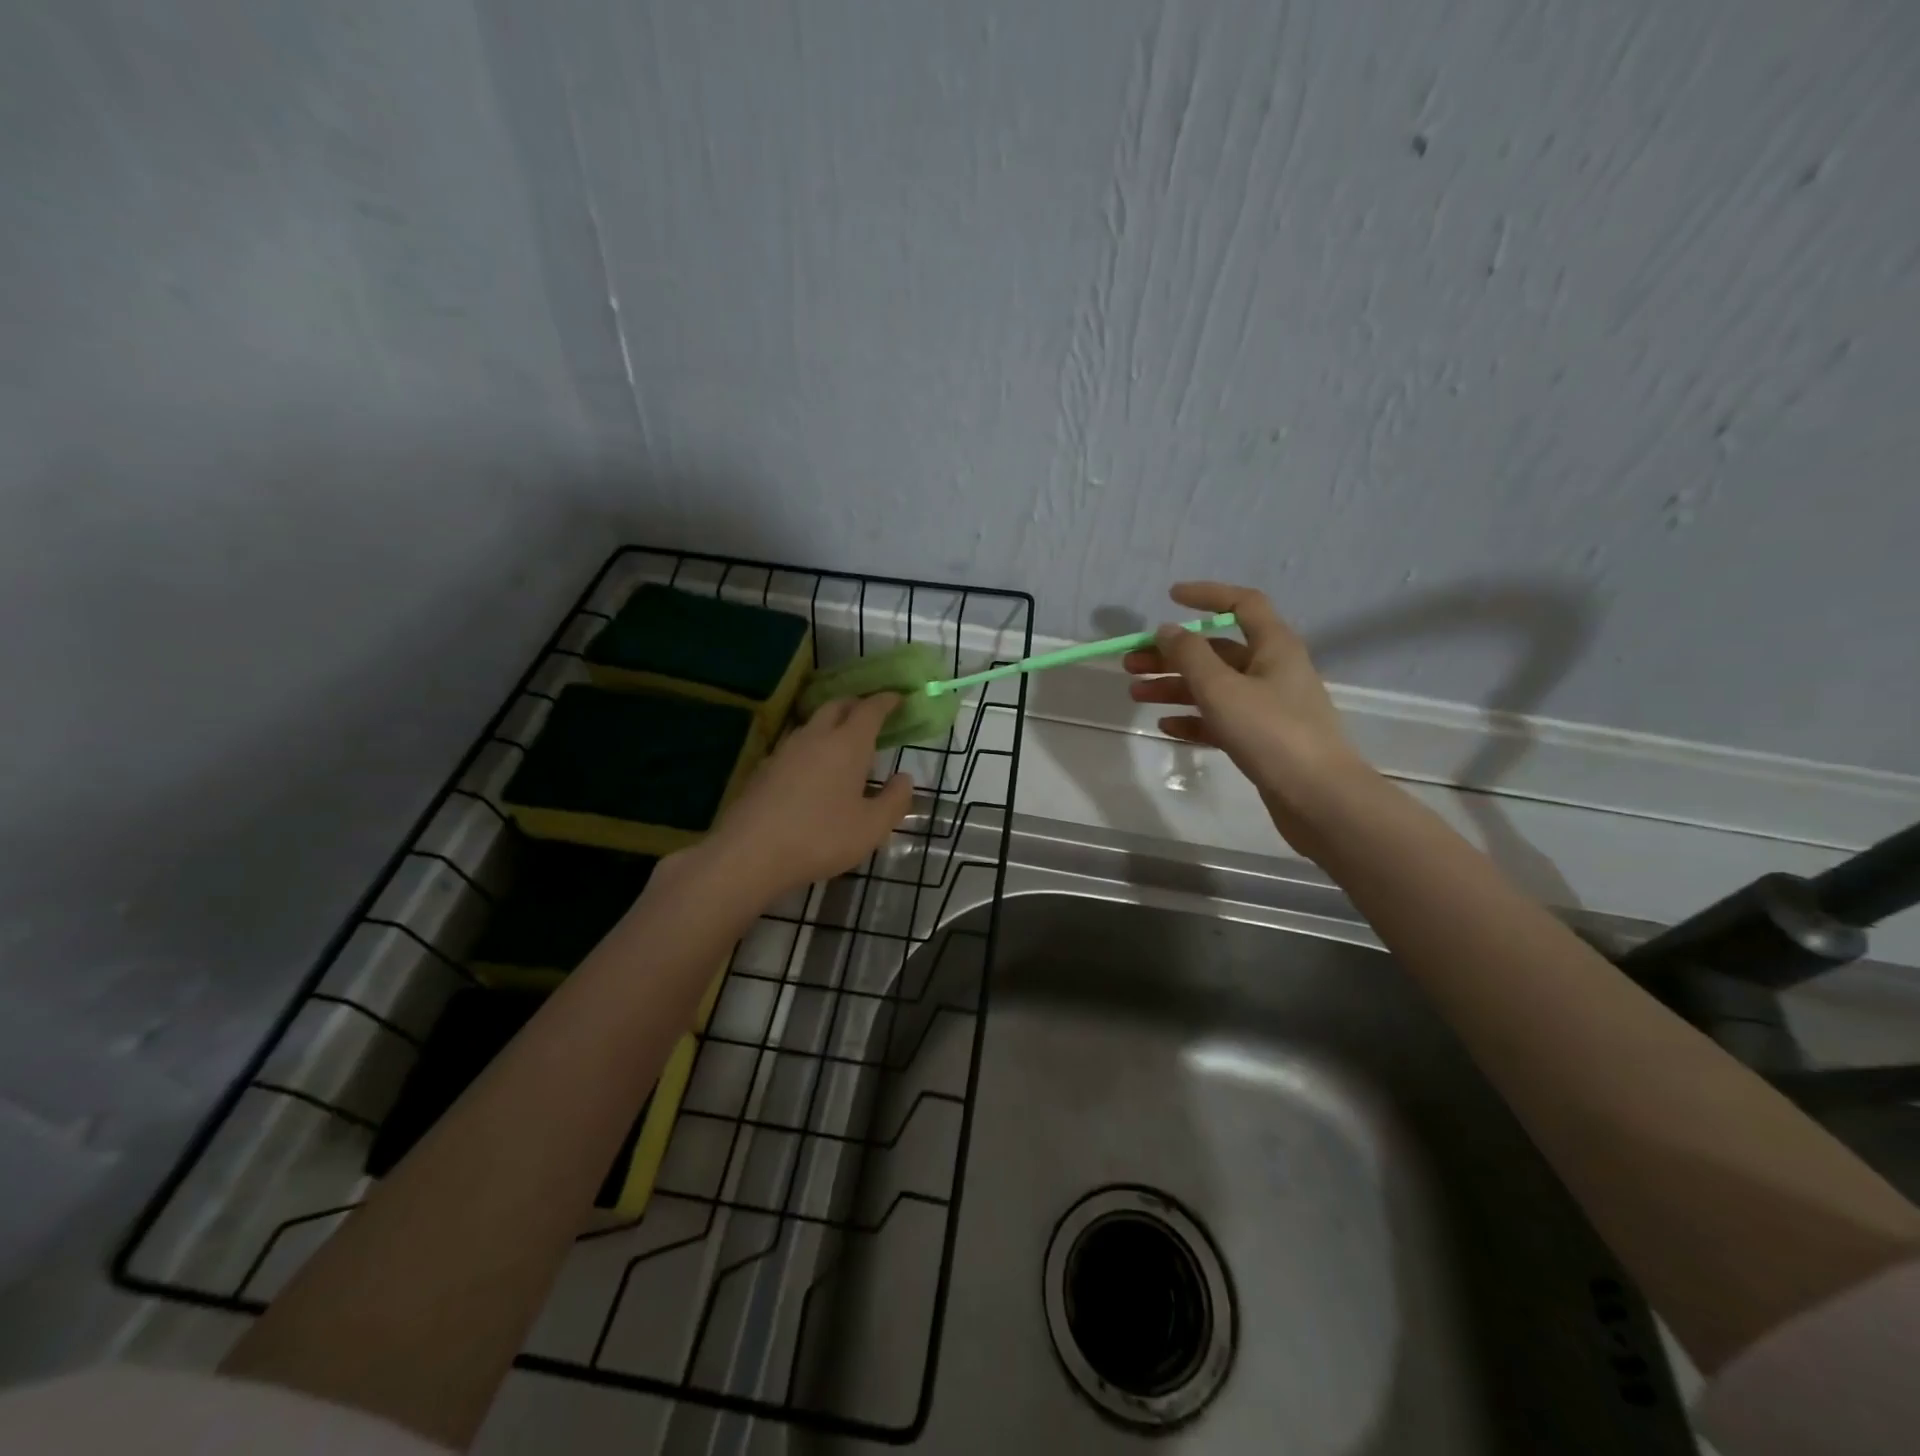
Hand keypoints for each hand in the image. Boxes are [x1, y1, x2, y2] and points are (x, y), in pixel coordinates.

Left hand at [697, 694, 914, 900]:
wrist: (749, 853)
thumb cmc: (820, 838)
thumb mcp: (871, 828)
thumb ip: (894, 800)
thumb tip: (904, 778)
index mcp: (847, 744)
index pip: (870, 709)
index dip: (886, 701)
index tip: (898, 698)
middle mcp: (815, 737)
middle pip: (837, 706)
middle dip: (856, 705)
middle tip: (871, 716)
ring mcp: (785, 751)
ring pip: (812, 724)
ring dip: (831, 725)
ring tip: (843, 744)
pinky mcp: (763, 769)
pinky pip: (795, 746)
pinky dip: (811, 748)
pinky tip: (812, 772)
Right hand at [1123, 582, 1373, 845]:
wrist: (1319, 798)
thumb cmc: (1271, 733)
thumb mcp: (1222, 689)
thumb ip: (1190, 655)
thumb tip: (1168, 629)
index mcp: (1273, 646)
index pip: (1241, 604)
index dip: (1207, 595)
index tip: (1169, 598)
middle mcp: (1273, 670)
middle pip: (1216, 651)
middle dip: (1172, 654)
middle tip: (1131, 664)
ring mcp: (1268, 706)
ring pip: (1214, 686)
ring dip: (1175, 686)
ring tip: (1137, 694)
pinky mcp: (1262, 739)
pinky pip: (1220, 719)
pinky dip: (1193, 719)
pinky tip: (1166, 726)